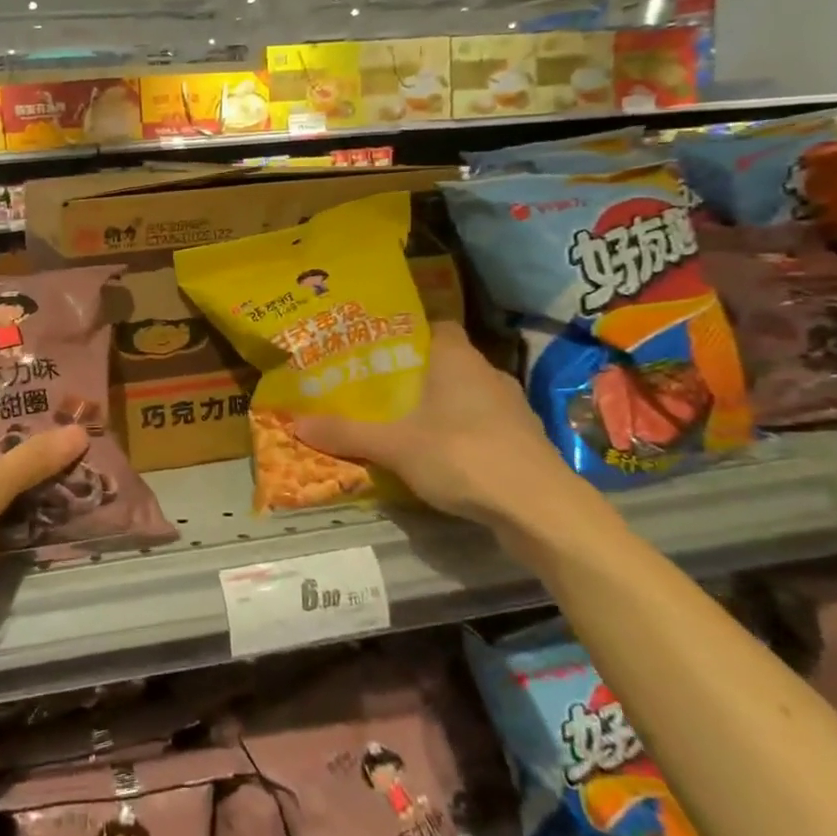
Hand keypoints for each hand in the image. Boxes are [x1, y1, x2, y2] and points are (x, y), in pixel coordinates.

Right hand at [293, 321, 583, 534]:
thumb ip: (347, 433)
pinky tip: (440, 455)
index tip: (377, 347)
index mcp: (457, 358)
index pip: (434, 326)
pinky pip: (483, 425)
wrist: (541, 509)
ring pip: (466, 395)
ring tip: (403, 421)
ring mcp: (511, 408)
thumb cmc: (463, 456)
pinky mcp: (524, 441)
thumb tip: (295, 424)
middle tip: (377, 386)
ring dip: (441, 406)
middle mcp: (488, 373)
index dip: (407, 332)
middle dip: (415, 373)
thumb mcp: (394, 446)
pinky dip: (461, 433)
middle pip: (446, 362)